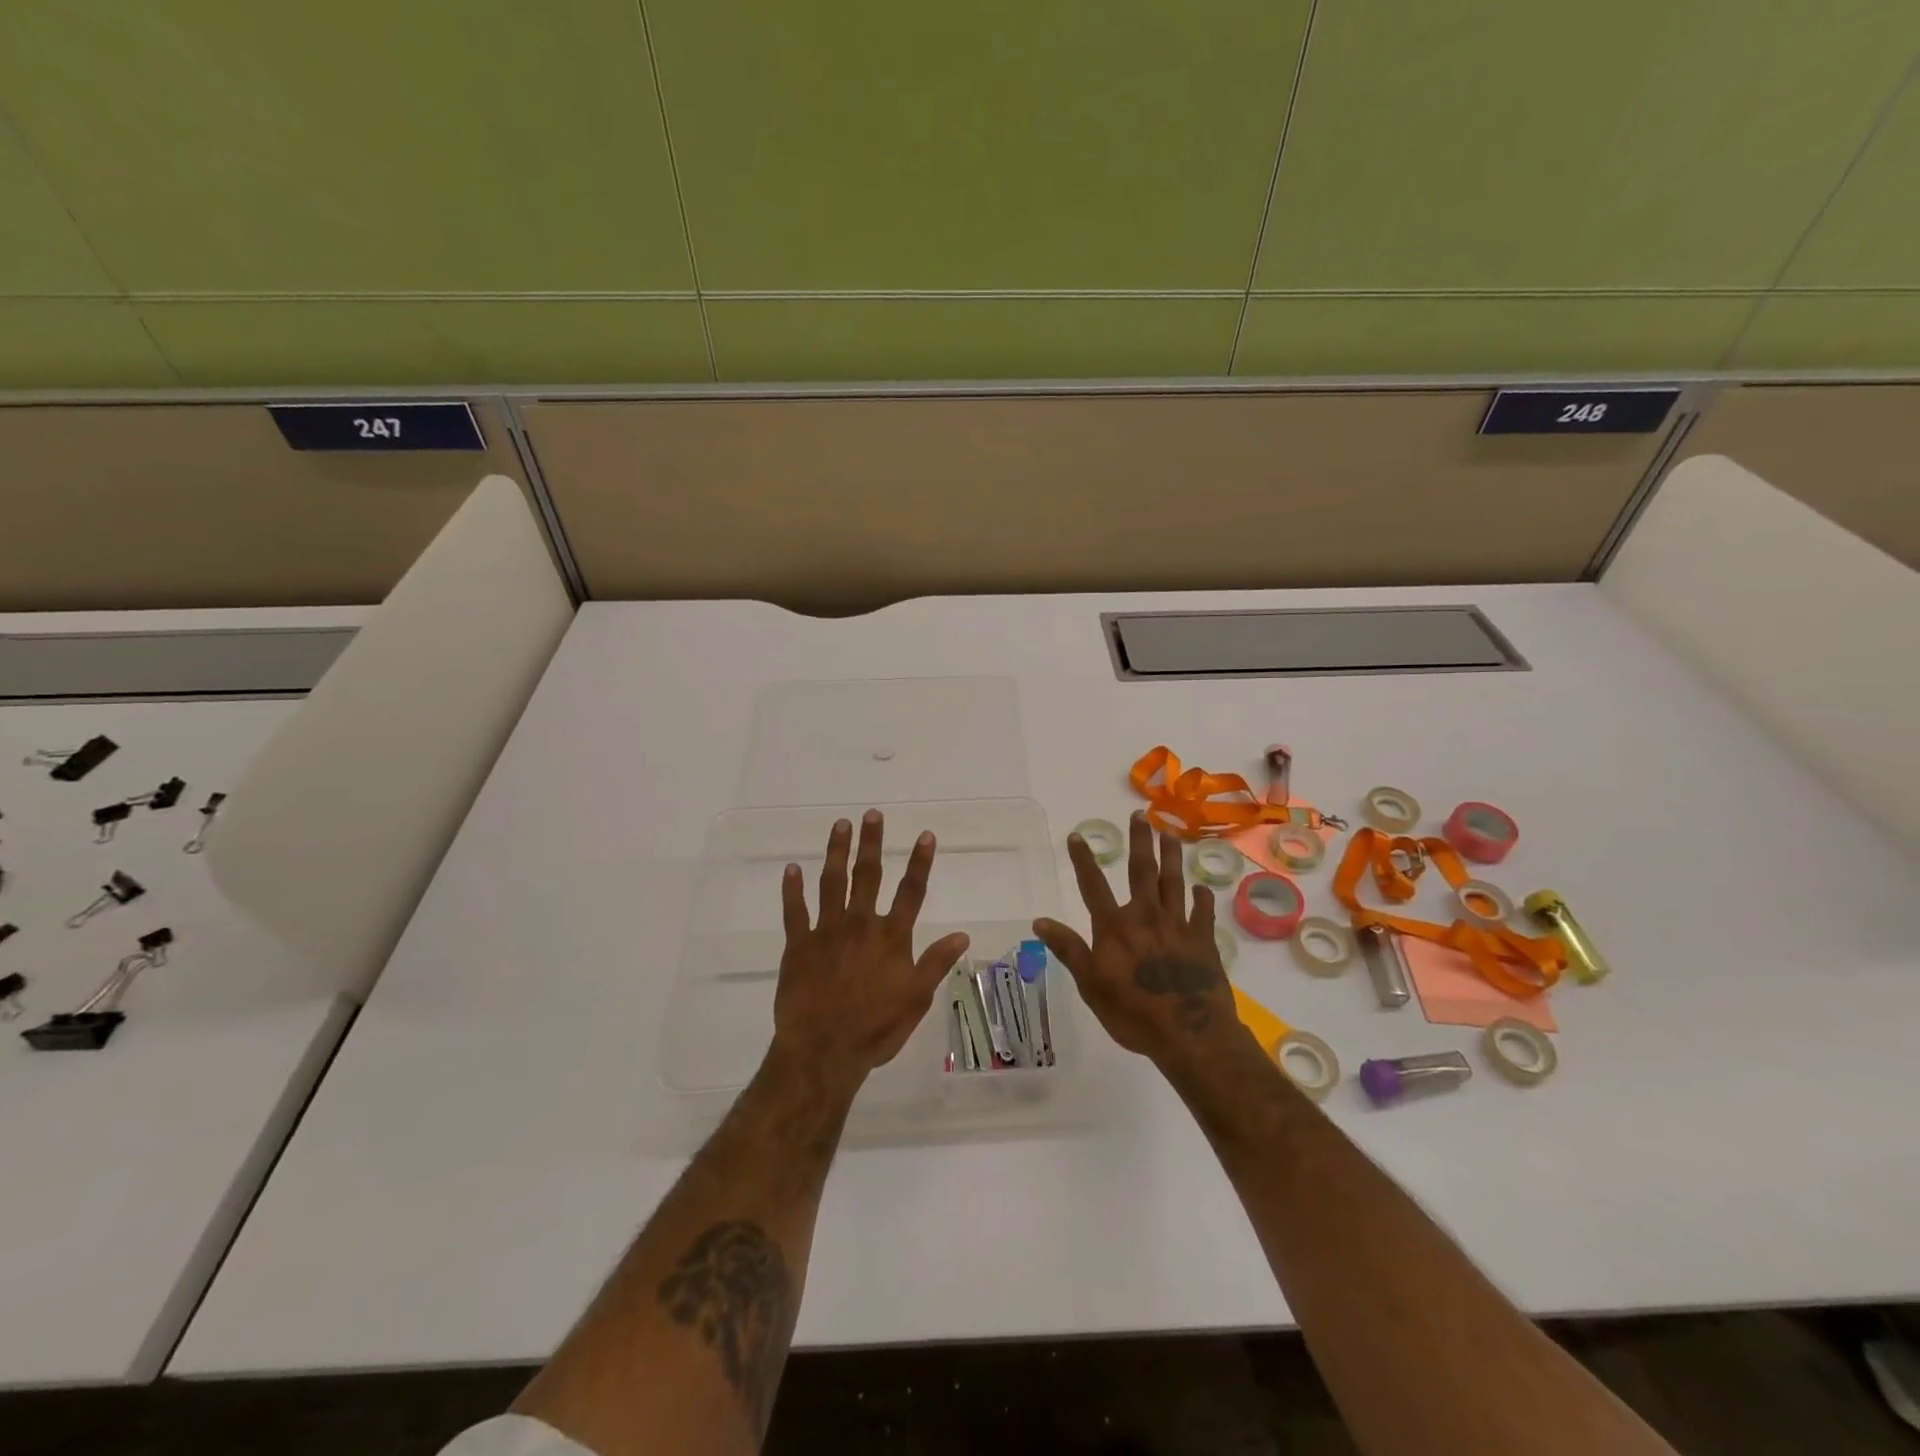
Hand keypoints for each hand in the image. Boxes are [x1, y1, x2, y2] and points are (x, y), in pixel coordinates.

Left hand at [772, 811, 971, 1088]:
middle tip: (872, 814)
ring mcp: (826, 931)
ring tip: (839, 825)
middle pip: (868, 876)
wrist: (823, 1051)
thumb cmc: (875, 1028)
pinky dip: (792, 889)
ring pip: (831, 883)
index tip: (925, 834)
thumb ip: (936, 963)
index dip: (919, 862)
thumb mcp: (916, 999)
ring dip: (836, 852)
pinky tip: (791, 868)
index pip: (911, 891)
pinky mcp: (798, 945)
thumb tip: (962, 934)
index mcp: (891, 937)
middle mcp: (860, 924)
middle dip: (872, 843)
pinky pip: (794, 911)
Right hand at [1032, 811, 1245, 1067]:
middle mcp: (1146, 917)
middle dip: (1140, 841)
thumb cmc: (1133, 1013)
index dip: (1083, 860)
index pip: (1093, 886)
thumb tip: (1040, 921)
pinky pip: (1203, 912)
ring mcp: (1178, 926)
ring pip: (1174, 882)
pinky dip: (1202, 898)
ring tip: (1170, 834)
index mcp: (1115, 927)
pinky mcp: (1204, 940)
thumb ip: (1069, 949)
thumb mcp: (1091, 985)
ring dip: (1171, 857)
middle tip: (1141, 815)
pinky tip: (1201, 887)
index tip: (1077, 836)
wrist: (1191, 1034)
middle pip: (1142, 871)